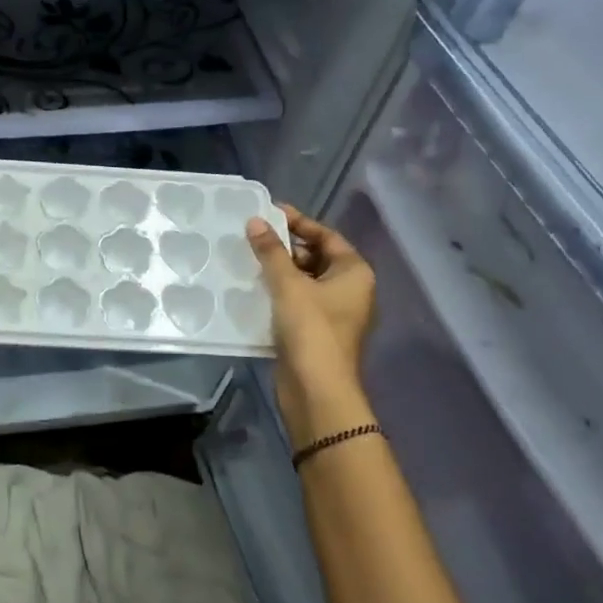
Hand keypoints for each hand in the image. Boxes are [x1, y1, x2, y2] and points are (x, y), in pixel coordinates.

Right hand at [246, 206, 377, 444]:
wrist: (317, 390)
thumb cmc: (311, 330)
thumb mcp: (288, 284)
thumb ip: (271, 251)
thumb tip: (255, 221)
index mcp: (354, 272)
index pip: (327, 236)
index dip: (299, 222)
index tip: (269, 212)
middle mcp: (350, 289)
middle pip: (316, 256)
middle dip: (286, 246)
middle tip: (253, 235)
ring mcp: (334, 312)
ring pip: (305, 280)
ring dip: (279, 269)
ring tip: (248, 257)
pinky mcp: (316, 331)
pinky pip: (297, 301)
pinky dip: (279, 292)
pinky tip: (253, 287)